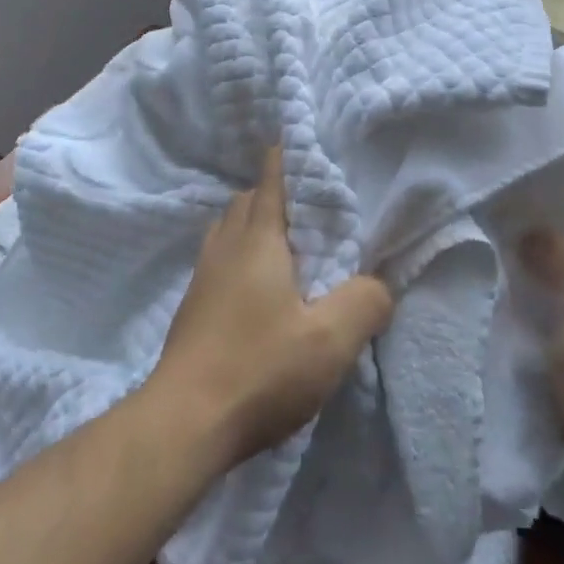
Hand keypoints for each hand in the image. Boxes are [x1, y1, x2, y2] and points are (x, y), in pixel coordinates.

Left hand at [150, 147, 394, 470]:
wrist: (184, 421)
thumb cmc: (260, 369)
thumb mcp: (330, 340)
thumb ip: (365, 302)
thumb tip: (379, 285)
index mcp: (258, 240)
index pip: (270, 181)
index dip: (285, 158)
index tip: (298, 143)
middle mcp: (225, 247)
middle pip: (246, 202)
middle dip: (273, 195)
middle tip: (310, 212)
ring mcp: (202, 277)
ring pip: (228, 230)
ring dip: (253, 227)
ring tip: (287, 249)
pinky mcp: (193, 307)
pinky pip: (220, 260)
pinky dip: (240, 256)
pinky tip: (260, 290)